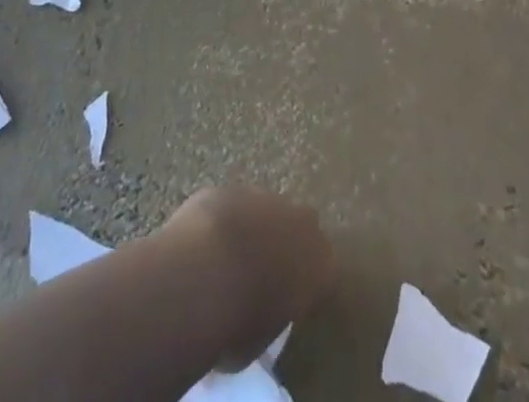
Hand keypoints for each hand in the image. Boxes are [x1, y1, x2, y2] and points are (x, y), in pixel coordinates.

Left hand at [162, 187, 334, 369]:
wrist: (205, 271)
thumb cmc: (242, 321)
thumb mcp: (264, 340)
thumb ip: (270, 317)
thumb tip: (257, 316)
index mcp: (321, 262)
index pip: (322, 272)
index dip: (303, 286)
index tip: (286, 301)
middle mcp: (301, 222)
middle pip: (298, 230)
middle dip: (283, 245)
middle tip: (261, 275)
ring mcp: (265, 197)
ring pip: (264, 212)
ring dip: (252, 230)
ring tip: (227, 261)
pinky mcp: (231, 188)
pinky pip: (233, 207)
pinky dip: (224, 223)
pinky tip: (205, 246)